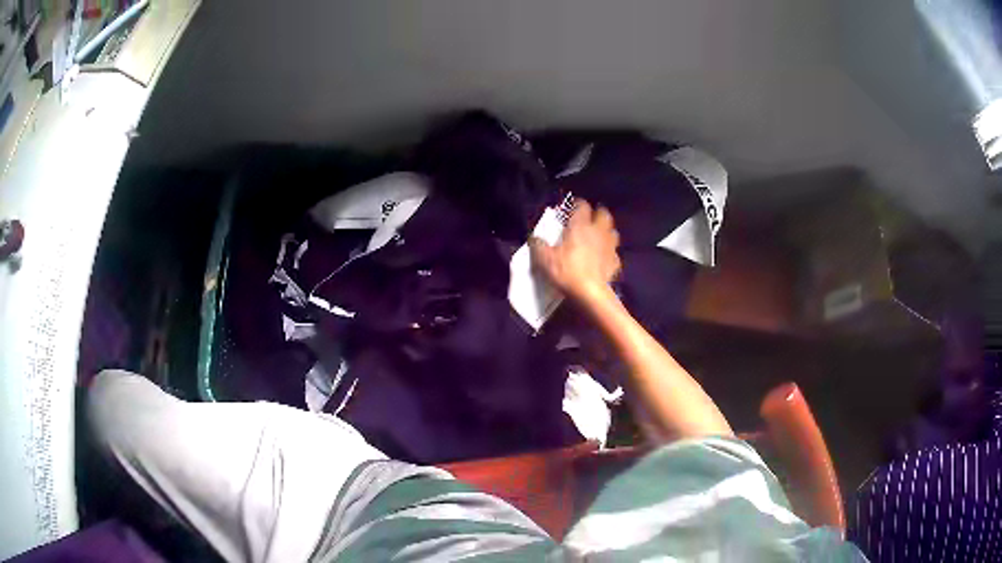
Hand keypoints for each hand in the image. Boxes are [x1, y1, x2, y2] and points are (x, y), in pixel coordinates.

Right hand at [530, 200, 620, 303]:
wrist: (590, 293)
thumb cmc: (567, 271)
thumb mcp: (544, 259)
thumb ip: (538, 245)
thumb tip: (533, 237)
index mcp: (580, 226)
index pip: (582, 206)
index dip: (577, 204)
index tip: (571, 207)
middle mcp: (598, 231)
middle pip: (603, 214)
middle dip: (597, 213)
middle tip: (588, 219)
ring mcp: (610, 246)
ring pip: (612, 231)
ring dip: (606, 231)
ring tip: (598, 237)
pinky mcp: (615, 262)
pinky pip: (614, 252)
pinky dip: (609, 253)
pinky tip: (603, 258)